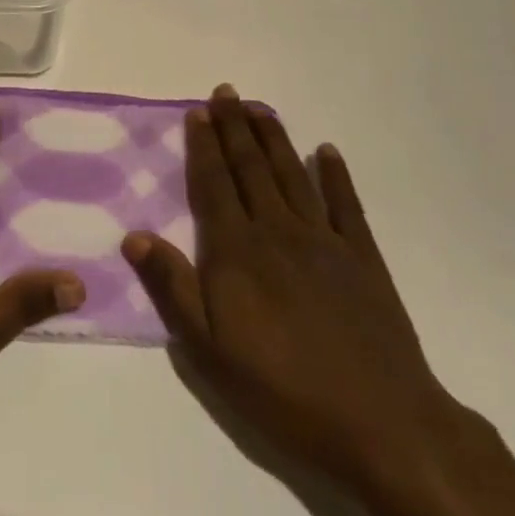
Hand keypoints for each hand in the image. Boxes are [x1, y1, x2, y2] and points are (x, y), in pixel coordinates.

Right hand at [123, 84, 479, 501]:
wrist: (380, 423)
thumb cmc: (282, 391)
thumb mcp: (209, 351)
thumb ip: (173, 287)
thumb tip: (133, 235)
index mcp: (237, 251)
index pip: (214, 184)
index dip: (204, 146)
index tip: (198, 112)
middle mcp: (278, 231)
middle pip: (251, 168)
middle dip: (235, 127)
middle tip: (226, 92)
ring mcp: (324, 240)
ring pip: (292, 174)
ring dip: (274, 138)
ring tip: (260, 108)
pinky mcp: (363, 258)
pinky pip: (345, 203)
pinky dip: (335, 174)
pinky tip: (327, 151)